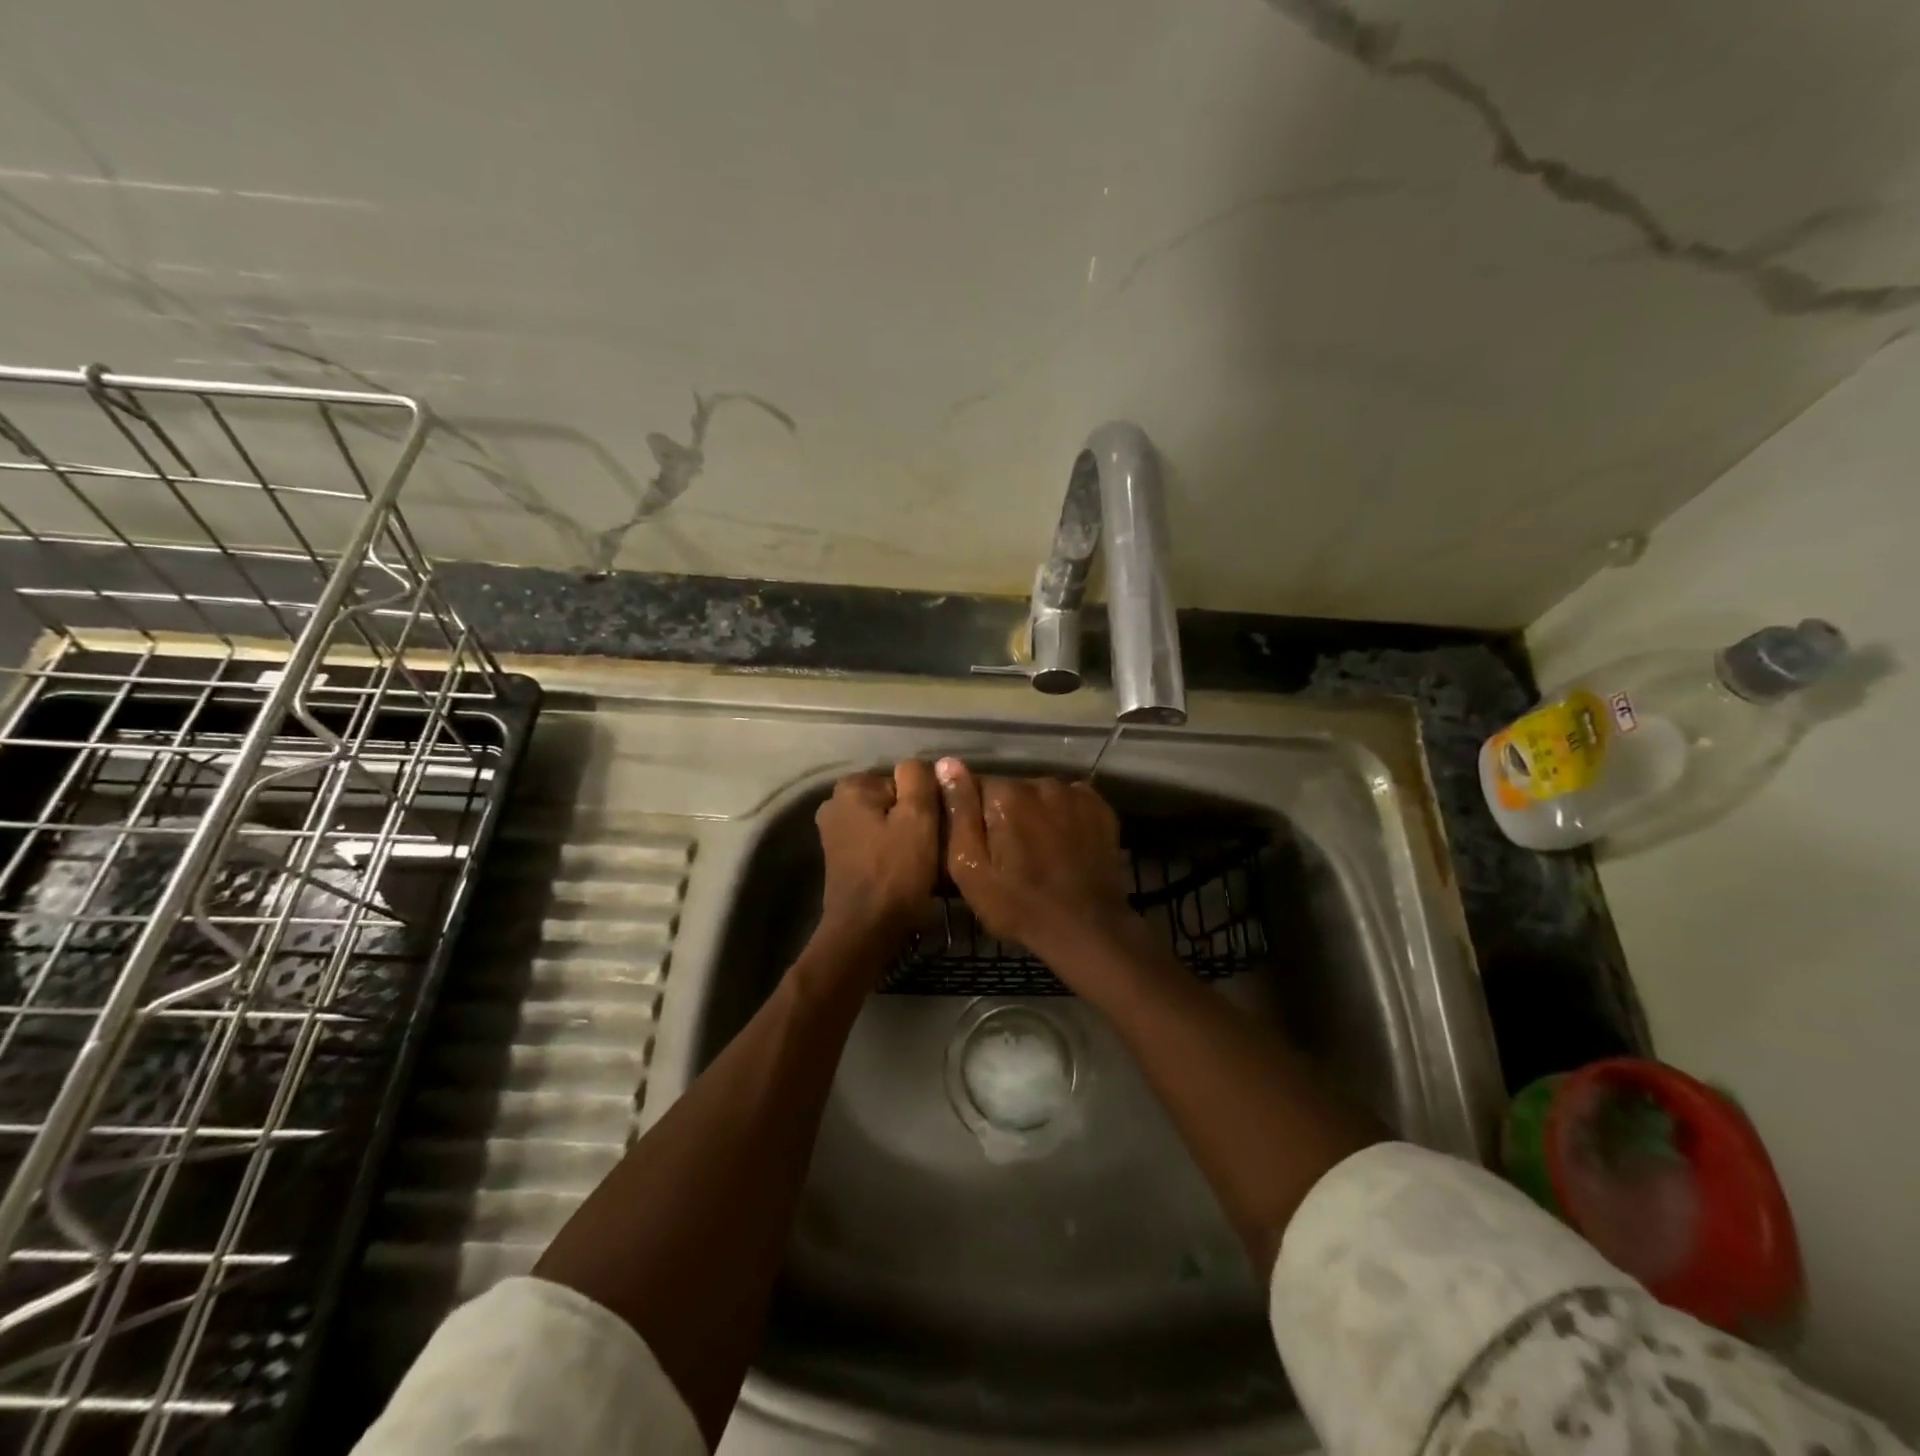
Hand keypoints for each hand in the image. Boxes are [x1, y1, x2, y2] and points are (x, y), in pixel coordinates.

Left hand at [814, 761, 939, 949]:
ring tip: (922, 862)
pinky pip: (877, 843)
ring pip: (887, 823)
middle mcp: (835, 804)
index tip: (935, 829)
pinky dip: (892, 853)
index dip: (926, 803)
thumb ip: (920, 780)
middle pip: (894, 801)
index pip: (905, 780)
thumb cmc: (895, 872)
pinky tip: (906, 873)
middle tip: (933, 847)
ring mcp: (834, 833)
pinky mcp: (840, 859)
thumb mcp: (918, 818)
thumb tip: (923, 764)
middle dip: (915, 820)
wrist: (865, 931)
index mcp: (850, 787)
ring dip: (906, 838)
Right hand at [934, 758, 1145, 968]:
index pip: (977, 788)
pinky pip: (1070, 802)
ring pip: (1041, 796)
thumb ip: (959, 811)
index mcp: (1005, 794)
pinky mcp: (1100, 807)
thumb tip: (947, 763)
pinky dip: (1064, 818)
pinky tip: (1064, 846)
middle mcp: (1041, 783)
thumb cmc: (1018, 905)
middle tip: (1011, 856)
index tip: (983, 847)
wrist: (1086, 929)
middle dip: (1007, 815)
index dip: (976, 817)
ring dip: (1036, 815)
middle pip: (1012, 790)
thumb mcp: (971, 868)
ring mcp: (1075, 793)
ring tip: (1040, 853)